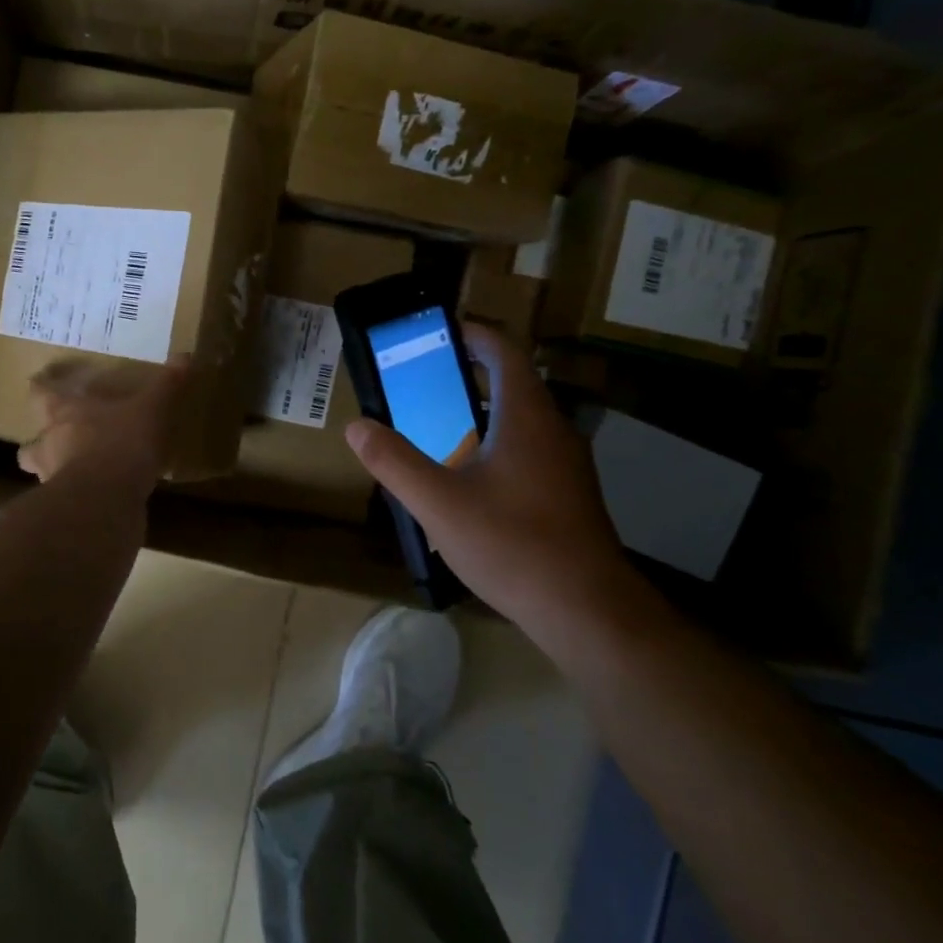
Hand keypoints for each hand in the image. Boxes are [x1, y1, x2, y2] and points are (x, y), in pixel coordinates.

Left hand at [17, 353, 191, 490]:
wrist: (105, 502)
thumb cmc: (120, 444)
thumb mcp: (150, 410)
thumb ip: (165, 386)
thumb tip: (184, 356)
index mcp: (64, 414)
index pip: (41, 394)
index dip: (41, 387)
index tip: (40, 381)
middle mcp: (50, 445)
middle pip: (30, 444)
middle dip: (39, 442)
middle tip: (55, 438)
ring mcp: (53, 480)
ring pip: (43, 474)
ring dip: (54, 472)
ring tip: (76, 471)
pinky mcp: (67, 509)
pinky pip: (68, 500)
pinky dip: (78, 497)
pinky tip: (98, 498)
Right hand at [344, 326, 637, 628]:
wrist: (586, 610)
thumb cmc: (512, 544)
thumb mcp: (438, 502)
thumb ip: (394, 461)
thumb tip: (357, 426)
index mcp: (527, 418)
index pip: (505, 353)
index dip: (475, 335)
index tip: (442, 333)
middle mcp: (554, 431)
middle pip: (514, 384)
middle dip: (471, 375)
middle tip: (426, 382)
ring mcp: (568, 465)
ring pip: (523, 421)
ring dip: (484, 412)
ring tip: (441, 426)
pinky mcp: (570, 495)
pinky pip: (530, 450)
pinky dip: (498, 444)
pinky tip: (471, 478)